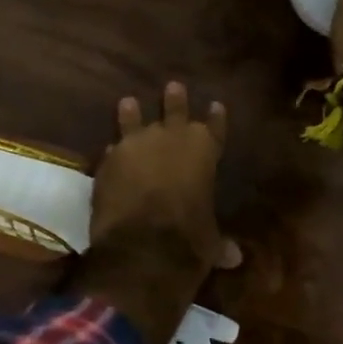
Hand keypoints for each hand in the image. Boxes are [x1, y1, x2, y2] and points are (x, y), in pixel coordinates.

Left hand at [91, 81, 241, 271]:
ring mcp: (136, 145)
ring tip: (128, 102)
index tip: (216, 104)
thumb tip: (234, 258)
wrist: (143, 245)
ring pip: (134, 119)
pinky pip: (112, 149)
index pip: (214, 127)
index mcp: (204, 151)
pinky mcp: (108, 160)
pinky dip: (113, 151)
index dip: (216, 117)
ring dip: (132, 113)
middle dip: (174, 99)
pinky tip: (109, 149)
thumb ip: (219, 241)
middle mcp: (172, 138)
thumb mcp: (210, 240)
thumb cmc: (189, 238)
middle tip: (173, 86)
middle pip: (174, 110)